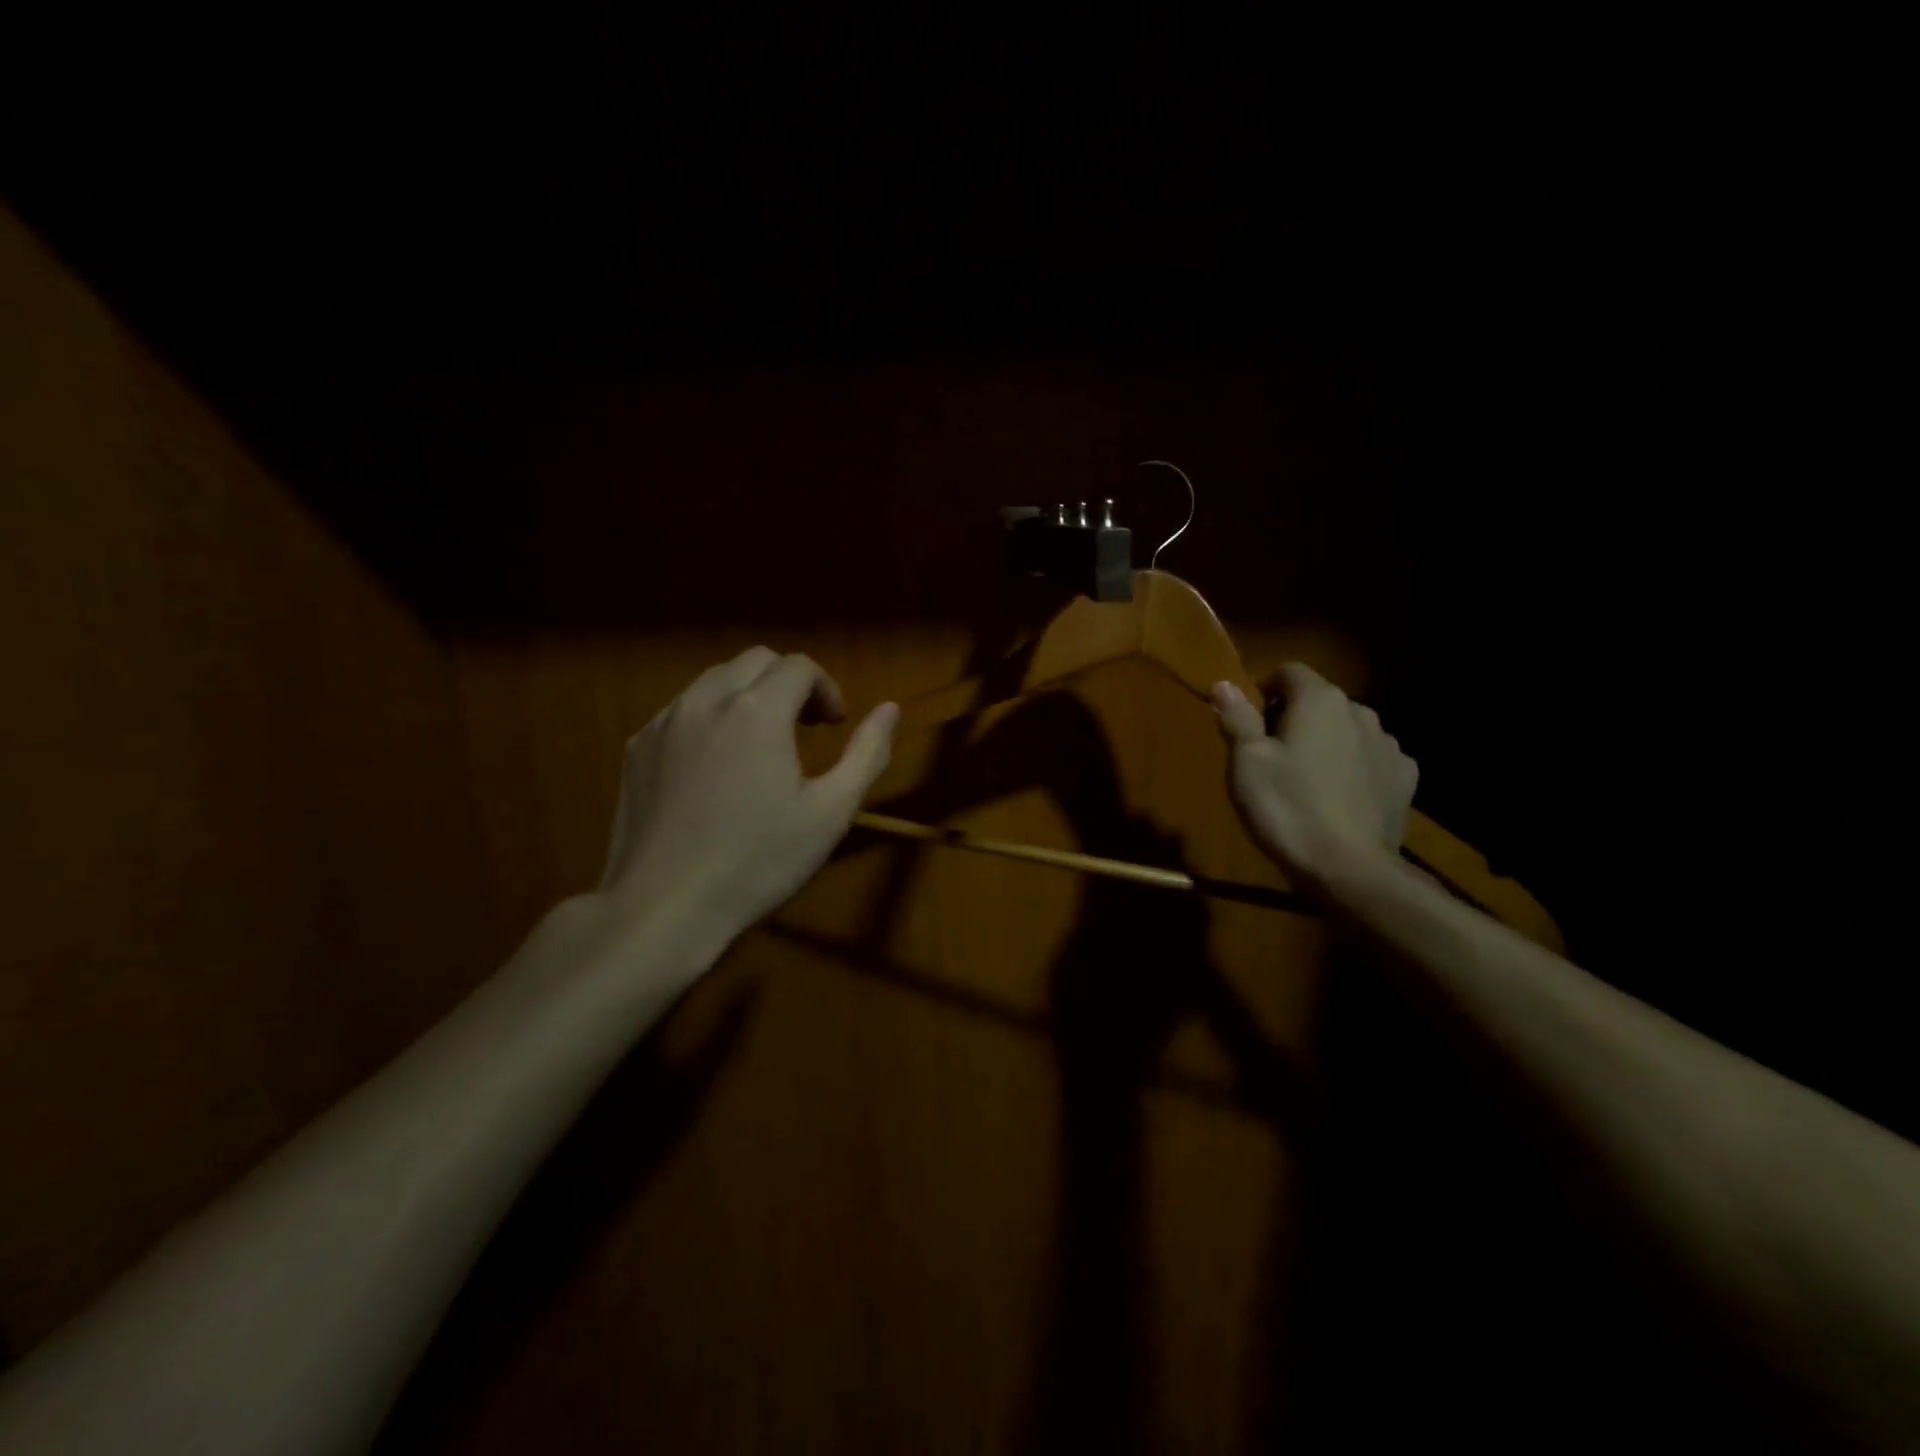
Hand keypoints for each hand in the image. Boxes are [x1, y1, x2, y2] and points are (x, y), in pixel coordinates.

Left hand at [598, 647, 897, 944]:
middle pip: (756, 661)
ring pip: (714, 680)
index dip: (826, 688)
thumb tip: (890, 709)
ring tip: (762, 742)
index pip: (799, 666)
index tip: (835, 724)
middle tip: (805, 727)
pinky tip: (716, 763)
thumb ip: (866, 753)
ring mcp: (664, 722)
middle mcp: (707, 700)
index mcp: (758, 711)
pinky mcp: (637, 747)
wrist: (664, 907)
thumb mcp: (831, 812)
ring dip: (748, 694)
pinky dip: (710, 716)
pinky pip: (681, 709)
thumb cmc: (758, 862)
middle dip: (789, 683)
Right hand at [1213, 664, 1417, 889]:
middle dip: (1295, 716)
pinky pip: (1372, 758)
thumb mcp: (1246, 762)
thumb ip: (1237, 718)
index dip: (1265, 688)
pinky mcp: (1404, 779)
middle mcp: (1360, 711)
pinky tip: (1339, 795)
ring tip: (1306, 777)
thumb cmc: (1287, 807)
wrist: (1349, 869)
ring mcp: (1389, 745)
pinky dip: (1354, 766)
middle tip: (1270, 753)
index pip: (1290, 671)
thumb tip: (1224, 683)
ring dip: (1327, 741)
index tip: (1249, 719)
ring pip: (1348, 729)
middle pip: (1320, 700)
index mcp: (1319, 700)